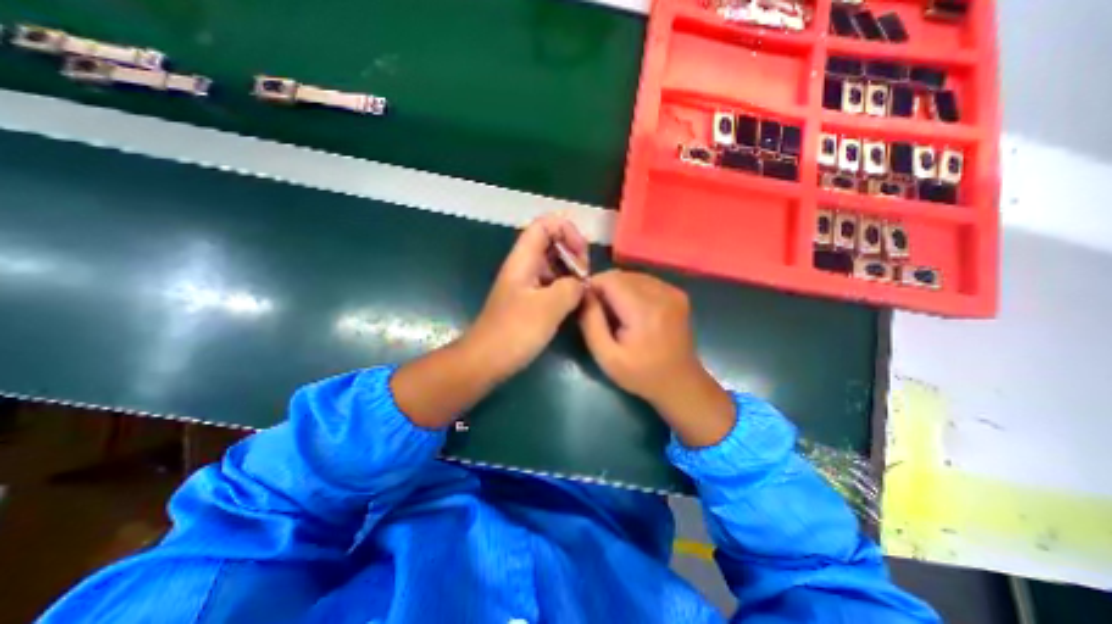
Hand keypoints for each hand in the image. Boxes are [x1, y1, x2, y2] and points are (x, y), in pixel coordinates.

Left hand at [462, 211, 589, 379]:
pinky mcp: (529, 301)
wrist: (486, 360)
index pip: (544, 225)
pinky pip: (551, 284)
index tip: (582, 253)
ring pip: (553, 265)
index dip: (566, 230)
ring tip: (584, 289)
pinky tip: (575, 302)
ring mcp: (526, 285)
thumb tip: (582, 284)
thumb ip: (571, 288)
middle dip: (573, 252)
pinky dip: (565, 288)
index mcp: (523, 260)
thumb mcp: (548, 307)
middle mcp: (524, 267)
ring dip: (571, 272)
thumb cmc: (514, 331)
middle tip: (586, 275)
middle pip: (551, 243)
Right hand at [578, 271, 736, 445]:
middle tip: (600, 312)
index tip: (586, 304)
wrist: (680, 383)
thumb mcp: (606, 356)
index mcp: (644, 310)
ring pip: (632, 276)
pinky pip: (645, 281)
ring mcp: (672, 292)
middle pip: (621, 275)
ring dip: (618, 288)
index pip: (610, 279)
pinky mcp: (677, 294)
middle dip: (604, 288)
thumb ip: (591, 322)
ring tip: (616, 312)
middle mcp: (661, 293)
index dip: (592, 286)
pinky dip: (632, 289)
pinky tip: (632, 310)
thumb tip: (582, 294)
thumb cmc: (641, 374)